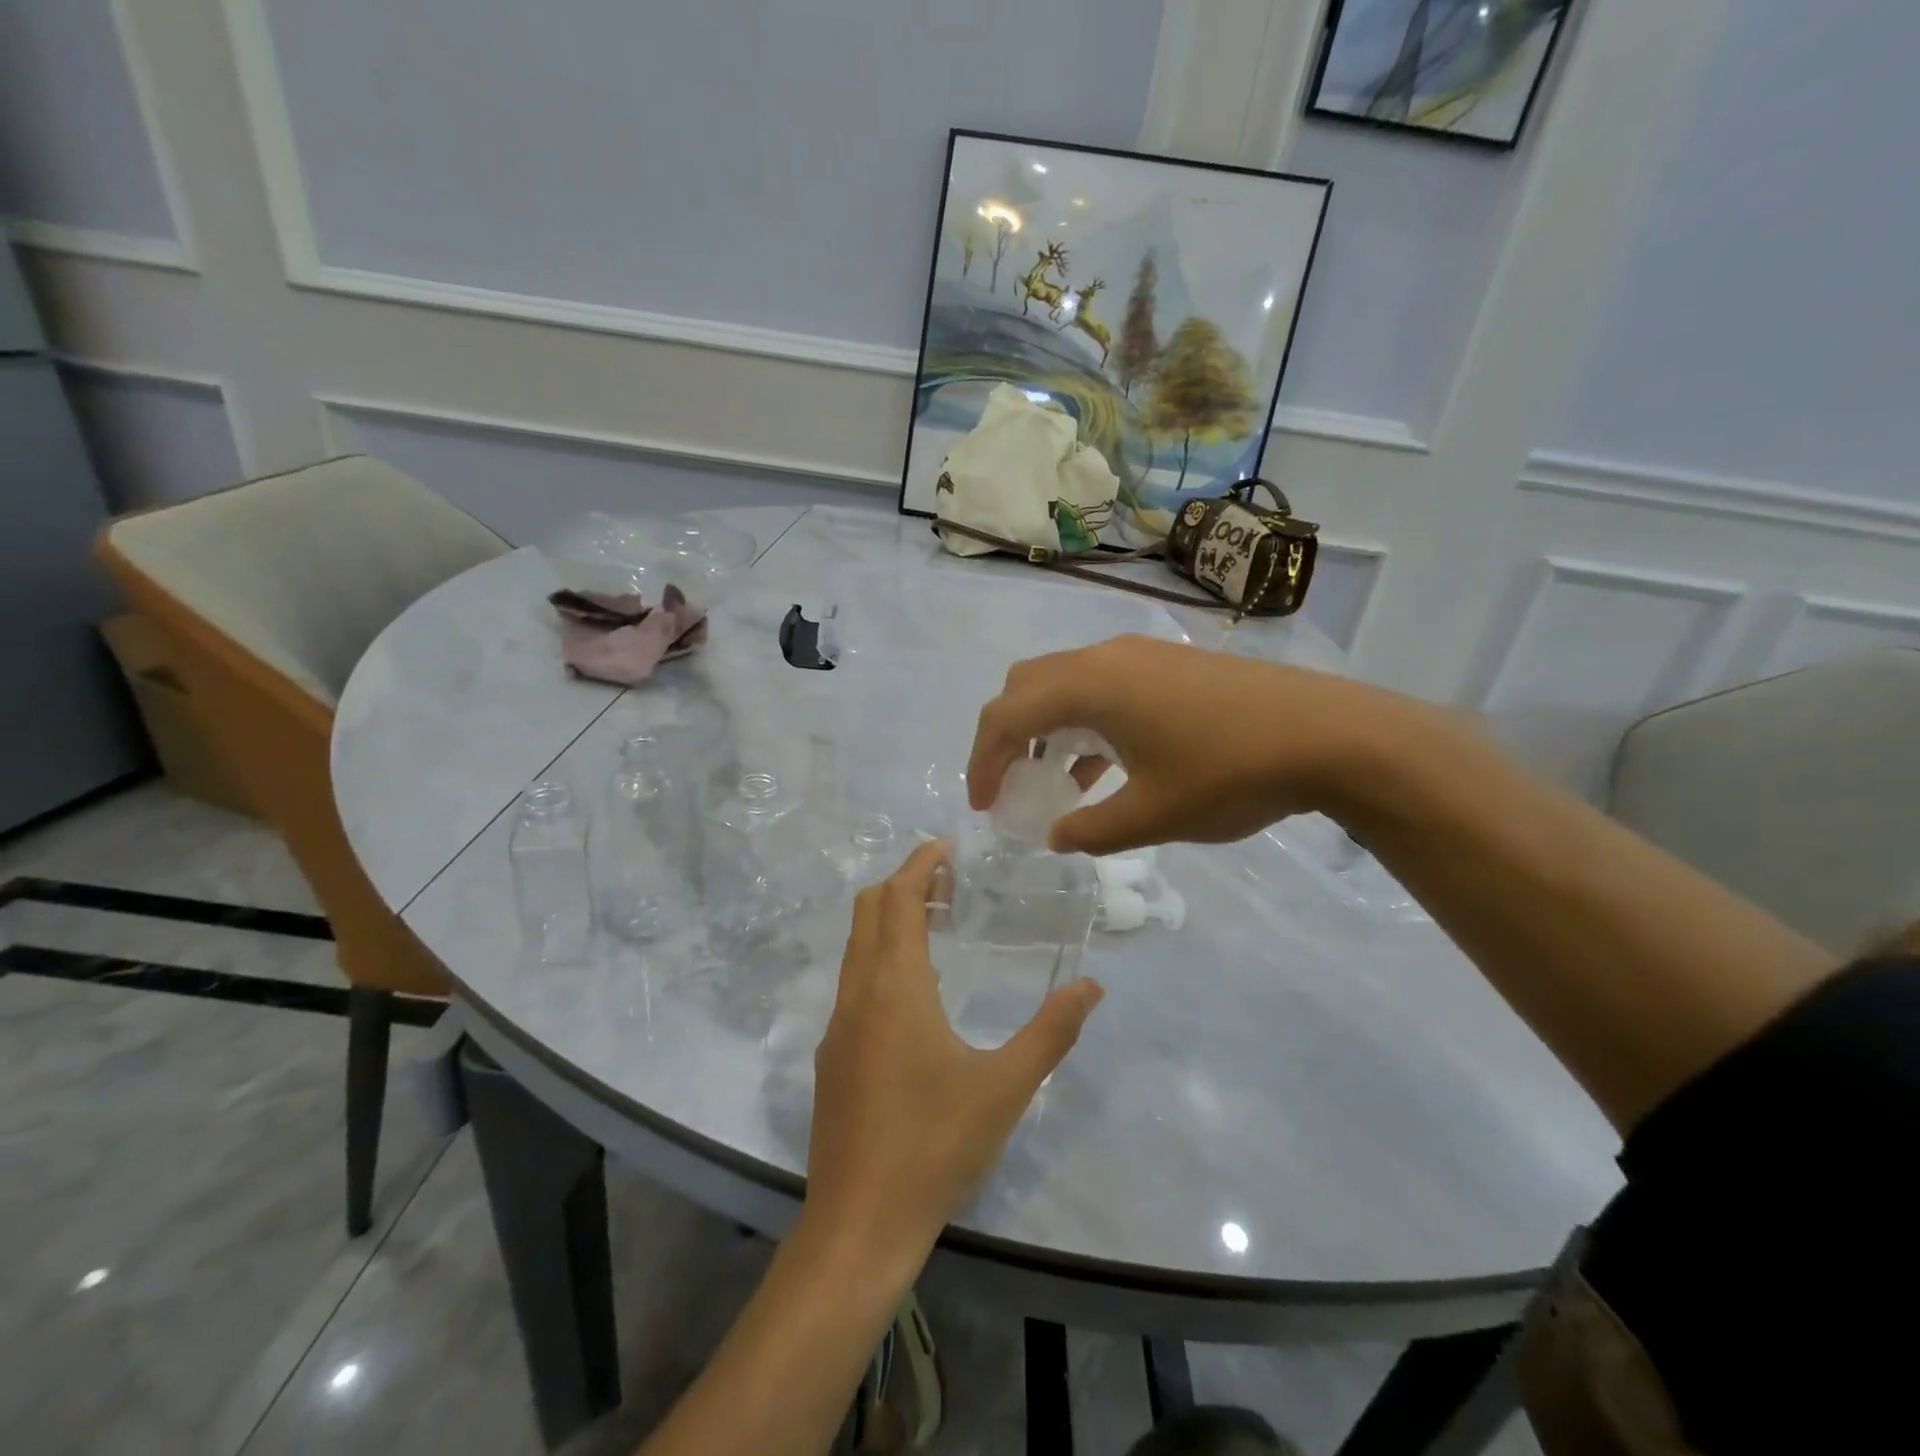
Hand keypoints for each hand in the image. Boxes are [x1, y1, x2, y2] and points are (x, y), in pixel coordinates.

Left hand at [802, 841, 1103, 1272]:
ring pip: (856, 947)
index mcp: (894, 986)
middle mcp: (857, 993)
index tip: (948, 848)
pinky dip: (880, 960)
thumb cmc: (935, 1145)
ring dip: (890, 922)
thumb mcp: (1006, 1087)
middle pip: (869, 911)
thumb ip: (1052, 1032)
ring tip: (939, 926)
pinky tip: (916, 995)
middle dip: (904, 883)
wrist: (859, 1224)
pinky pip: (853, 983)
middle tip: (951, 883)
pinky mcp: (831, 1056)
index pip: (898, 898)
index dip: (920, 865)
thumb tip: (1092, 987)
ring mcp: (837, 1025)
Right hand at [968, 635, 1402, 856]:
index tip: (985, 805)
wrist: (1330, 734)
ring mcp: (1140, 655)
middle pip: (1027, 686)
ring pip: (1066, 684)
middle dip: (1007, 735)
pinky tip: (1104, 765)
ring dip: (1047, 728)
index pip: (1007, 716)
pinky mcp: (1169, 665)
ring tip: (1054, 781)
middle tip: (1009, 784)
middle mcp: (1105, 658)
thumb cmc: (1230, 773)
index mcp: (1090, 687)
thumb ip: (1091, 830)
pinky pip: (1103, 687)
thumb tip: (1056, 836)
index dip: (984, 761)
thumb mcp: (1152, 816)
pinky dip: (1085, 722)